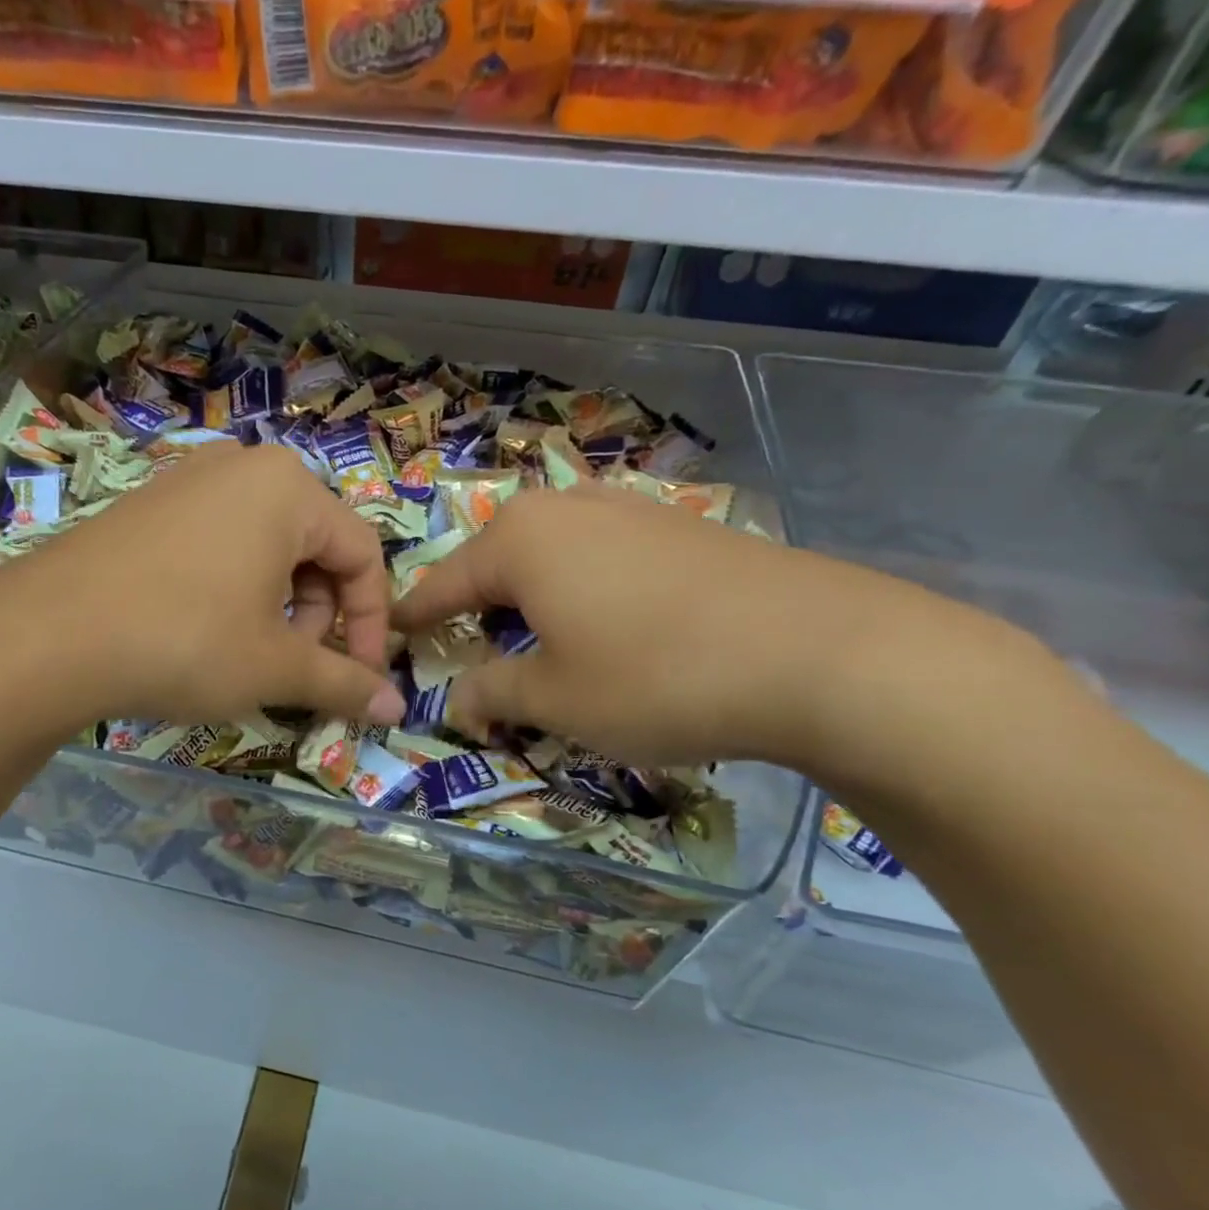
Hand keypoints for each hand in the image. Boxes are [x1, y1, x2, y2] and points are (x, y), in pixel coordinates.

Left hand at [0, 442, 405, 735]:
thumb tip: (395, 710)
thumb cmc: (184, 640)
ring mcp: (189, 479)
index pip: (363, 555)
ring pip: (268, 547)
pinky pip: (220, 542)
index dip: (370, 625)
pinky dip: (236, 588)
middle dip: (320, 616)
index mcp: (289, 488)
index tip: (360, 681)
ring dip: (280, 606)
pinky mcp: (150, 504)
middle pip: (316, 547)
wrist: (44, 637)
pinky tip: (205, 630)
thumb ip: (344, 683)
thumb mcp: (275, 667)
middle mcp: (244, 467)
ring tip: (251, 654)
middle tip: (296, 667)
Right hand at [391, 483, 997, 771]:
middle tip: (463, 646)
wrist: (819, 652)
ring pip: (552, 555)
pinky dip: (582, 590)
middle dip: (475, 605)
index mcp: (521, 541)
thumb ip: (493, 693)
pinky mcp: (679, 528)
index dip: (414, 615)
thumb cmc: (656, 676)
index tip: (389, 632)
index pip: (443, 583)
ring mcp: (629, 511)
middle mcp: (568, 509)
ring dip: (531, 597)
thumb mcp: (556, 700)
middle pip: (497, 561)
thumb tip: (456, 700)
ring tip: (533, 638)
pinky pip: (602, 557)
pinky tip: (606, 624)